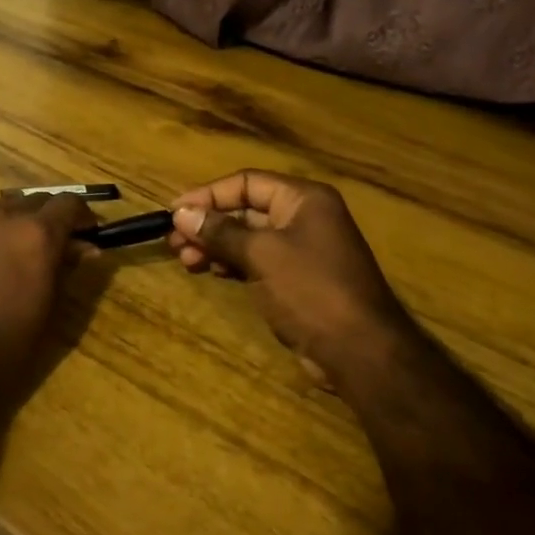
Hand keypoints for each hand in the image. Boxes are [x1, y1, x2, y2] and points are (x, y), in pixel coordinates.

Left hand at [0, 193, 95, 412]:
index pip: (68, 203)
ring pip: (4, 206)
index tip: (88, 235)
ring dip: (20, 219)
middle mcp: (4, 218)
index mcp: (37, 234)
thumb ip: (66, 270)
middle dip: (52, 216)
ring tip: (23, 250)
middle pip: (36, 199)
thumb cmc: (5, 346)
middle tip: (59, 245)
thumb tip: (85, 248)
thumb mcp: (48, 310)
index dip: (82, 216)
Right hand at [168, 170, 412, 393]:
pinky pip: (257, 260)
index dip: (208, 194)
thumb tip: (181, 214)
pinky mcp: (297, 279)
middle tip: (173, 242)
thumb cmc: (311, 290)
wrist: (361, 352)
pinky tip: (209, 271)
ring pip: (248, 237)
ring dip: (215, 245)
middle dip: (208, 224)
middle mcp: (304, 217)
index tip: (174, 212)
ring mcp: (302, 250)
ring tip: (184, 260)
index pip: (246, 183)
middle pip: (246, 209)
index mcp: (303, 199)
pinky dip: (232, 263)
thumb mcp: (261, 255)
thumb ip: (220, 231)